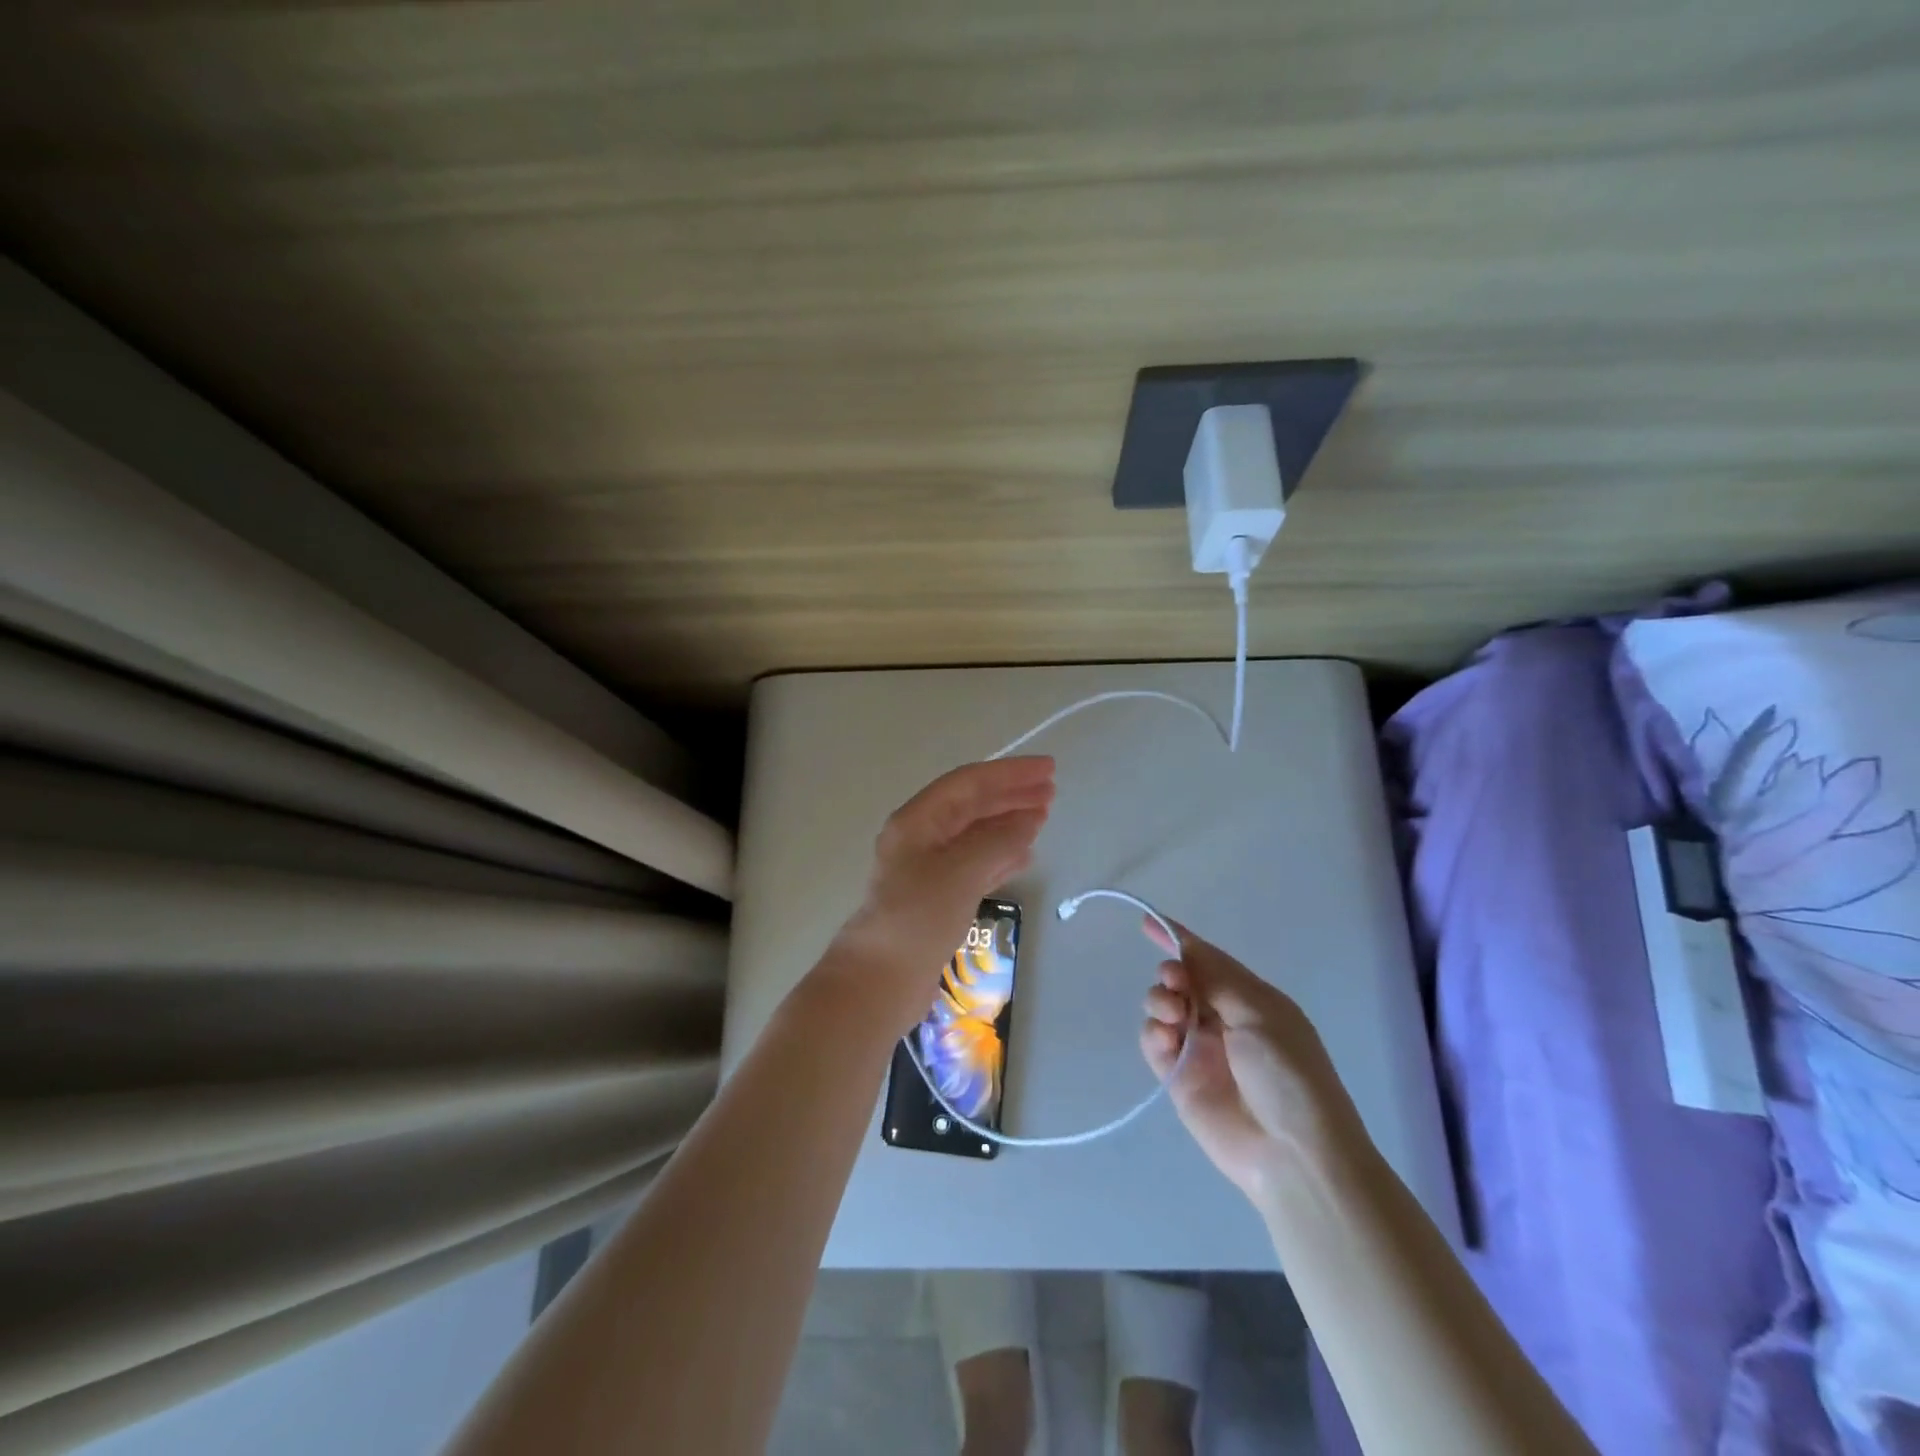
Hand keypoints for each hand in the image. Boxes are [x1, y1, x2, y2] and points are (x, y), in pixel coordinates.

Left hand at [826, 757, 1054, 1035]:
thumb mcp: (960, 872)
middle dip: (1010, 795)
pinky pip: (976, 864)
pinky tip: (1024, 855)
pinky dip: (1001, 855)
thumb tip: (1029, 820)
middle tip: (1050, 791)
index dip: (1009, 773)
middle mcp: (921, 838)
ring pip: (975, 834)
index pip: (968, 783)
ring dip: (1008, 823)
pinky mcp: (938, 898)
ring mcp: (929, 869)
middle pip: (972, 805)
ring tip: (1042, 817)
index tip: (1048, 769)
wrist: (880, 980)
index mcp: (917, 821)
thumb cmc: (917, 918)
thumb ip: (997, 842)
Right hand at [1140, 920, 1356, 1206]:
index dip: (1178, 939)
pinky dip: (1153, 1033)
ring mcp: (1200, 1050)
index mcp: (1251, 1000)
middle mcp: (1223, 1020)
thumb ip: (1216, 979)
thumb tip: (1185, 948)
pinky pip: (1154, 1043)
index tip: (1146, 921)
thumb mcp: (1260, 1015)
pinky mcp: (1180, 1078)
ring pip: (1163, 1008)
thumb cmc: (1288, 1075)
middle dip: (1171, 973)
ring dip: (1160, 1001)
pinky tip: (1164, 1038)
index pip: (1208, 960)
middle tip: (1175, 984)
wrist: (1293, 1156)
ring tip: (1171, 1015)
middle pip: (1181, 981)